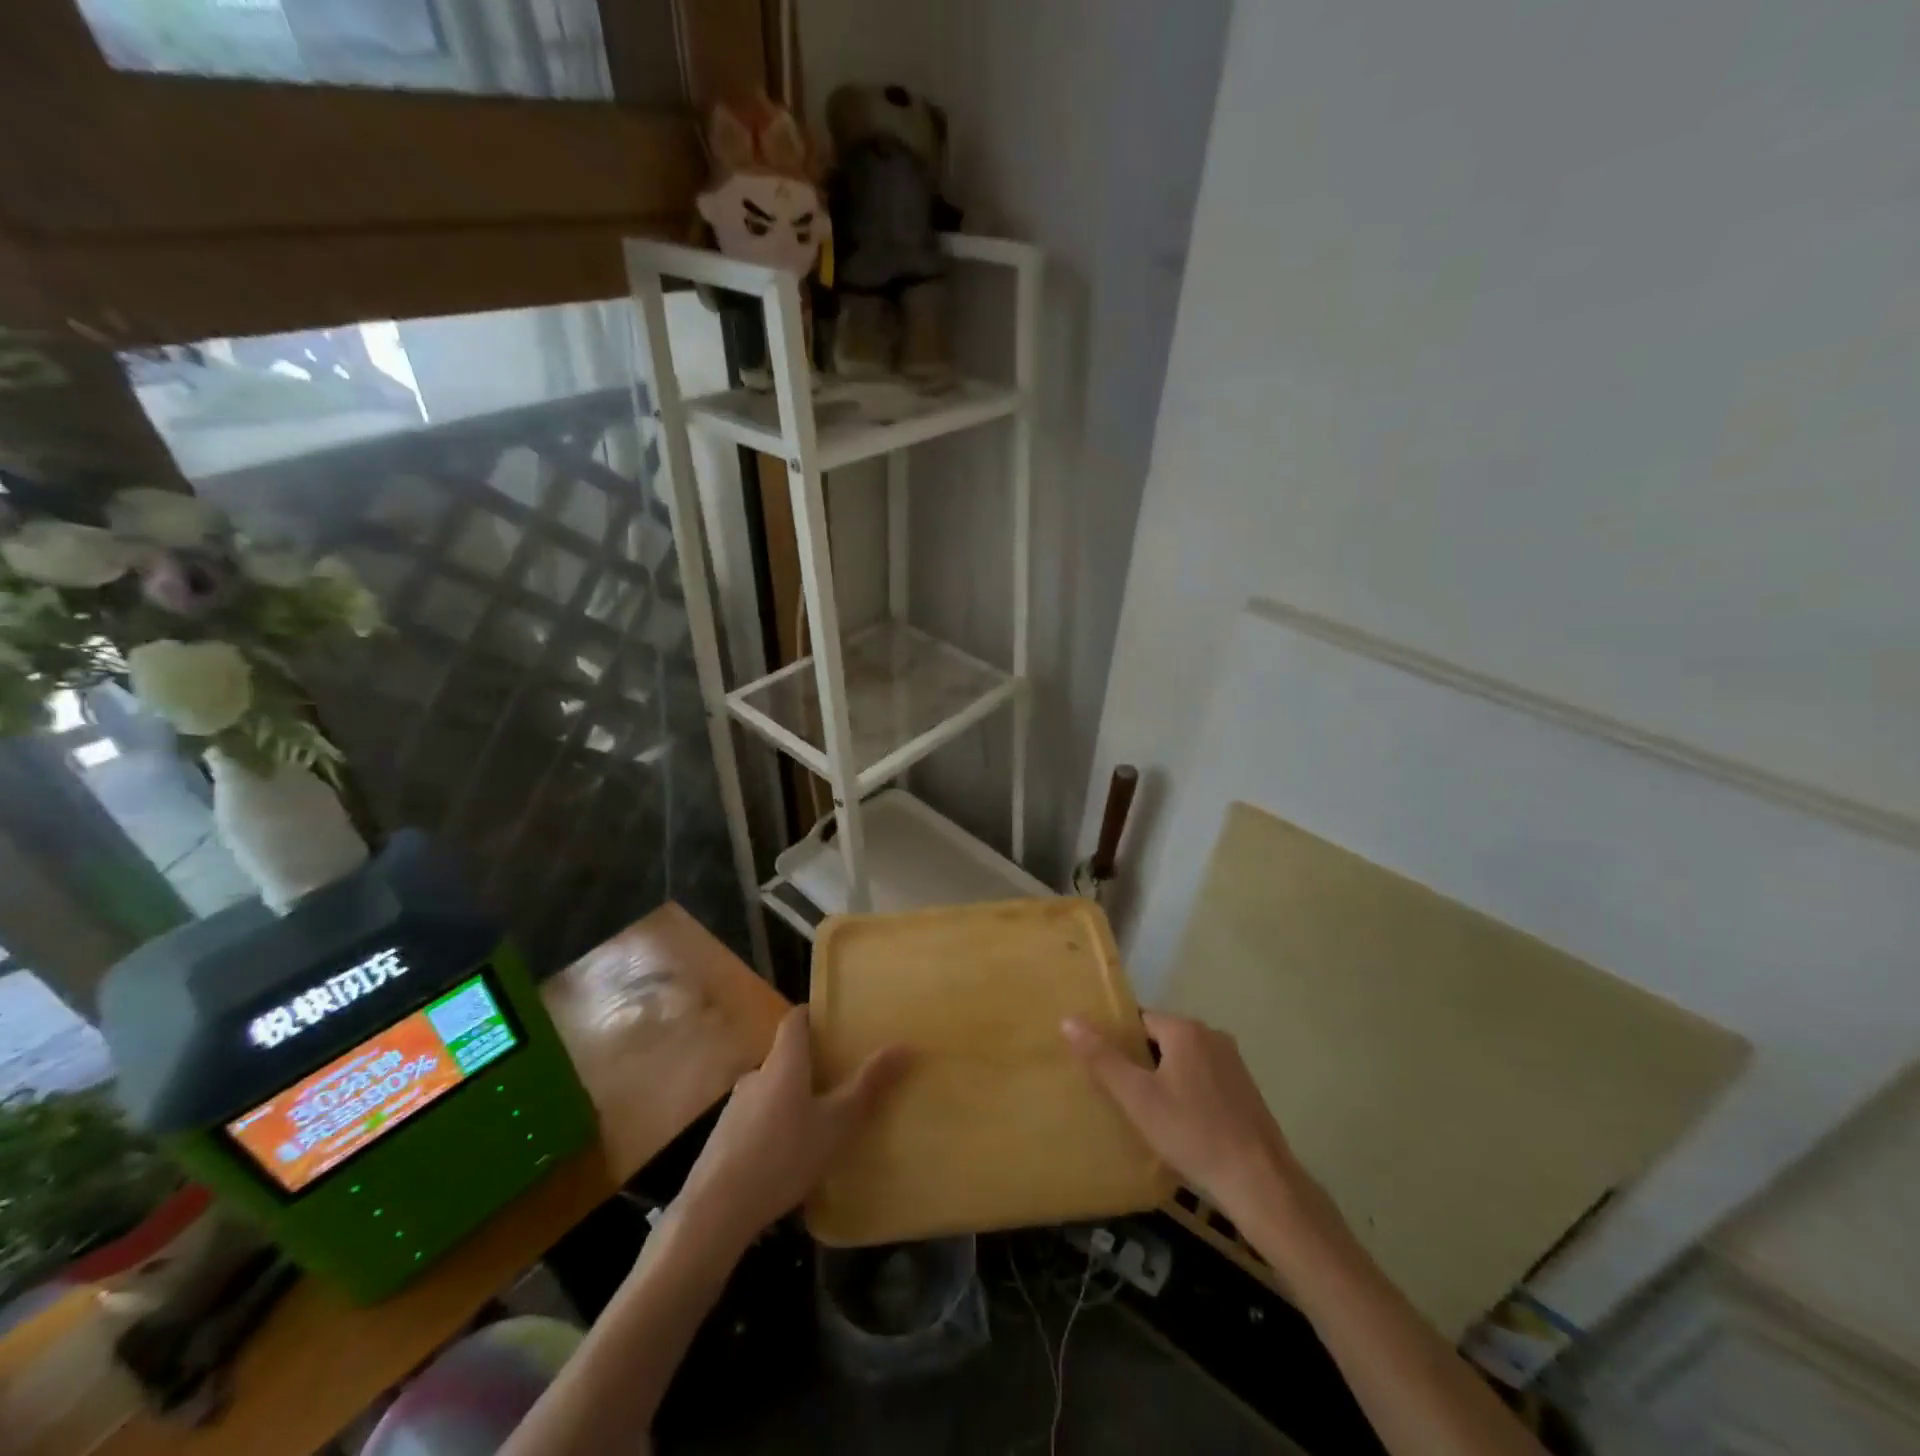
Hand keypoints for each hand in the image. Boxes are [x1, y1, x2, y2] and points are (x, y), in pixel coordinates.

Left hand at [677, 1006, 908, 1249]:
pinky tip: (789, 1157)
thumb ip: (868, 1085)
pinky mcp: (723, 1140)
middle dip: (810, 1064)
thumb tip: (904, 1044)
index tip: (836, 1021)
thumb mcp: (836, 1123)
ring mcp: (735, 1108)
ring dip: (792, 1099)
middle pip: (785, 1056)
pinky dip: (774, 1127)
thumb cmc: (783, 1155)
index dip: (814, 1015)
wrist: (715, 1211)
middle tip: (840, 1078)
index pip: (796, 1020)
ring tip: (818, 1122)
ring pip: (770, 1091)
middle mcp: (756, 1075)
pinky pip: (756, 1120)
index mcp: (784, 1062)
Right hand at [1062, 1011, 1342, 1257]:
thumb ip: (1102, 1058)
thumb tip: (1068, 1020)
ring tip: (1148, 1110)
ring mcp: (1233, 1062)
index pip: (1139, 1021)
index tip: (1107, 1069)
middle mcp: (1212, 1035)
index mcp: (1186, 1029)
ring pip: (1184, 1059)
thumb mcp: (1137, 1097)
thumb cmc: (1192, 1132)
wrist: (1258, 1181)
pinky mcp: (1245, 1088)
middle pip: (1162, 1039)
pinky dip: (1188, 1091)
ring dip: (1166, 1077)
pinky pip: (1204, 1077)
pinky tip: (1181, 1122)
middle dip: (1142, 1061)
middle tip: (1123, 1094)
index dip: (1120, 1043)